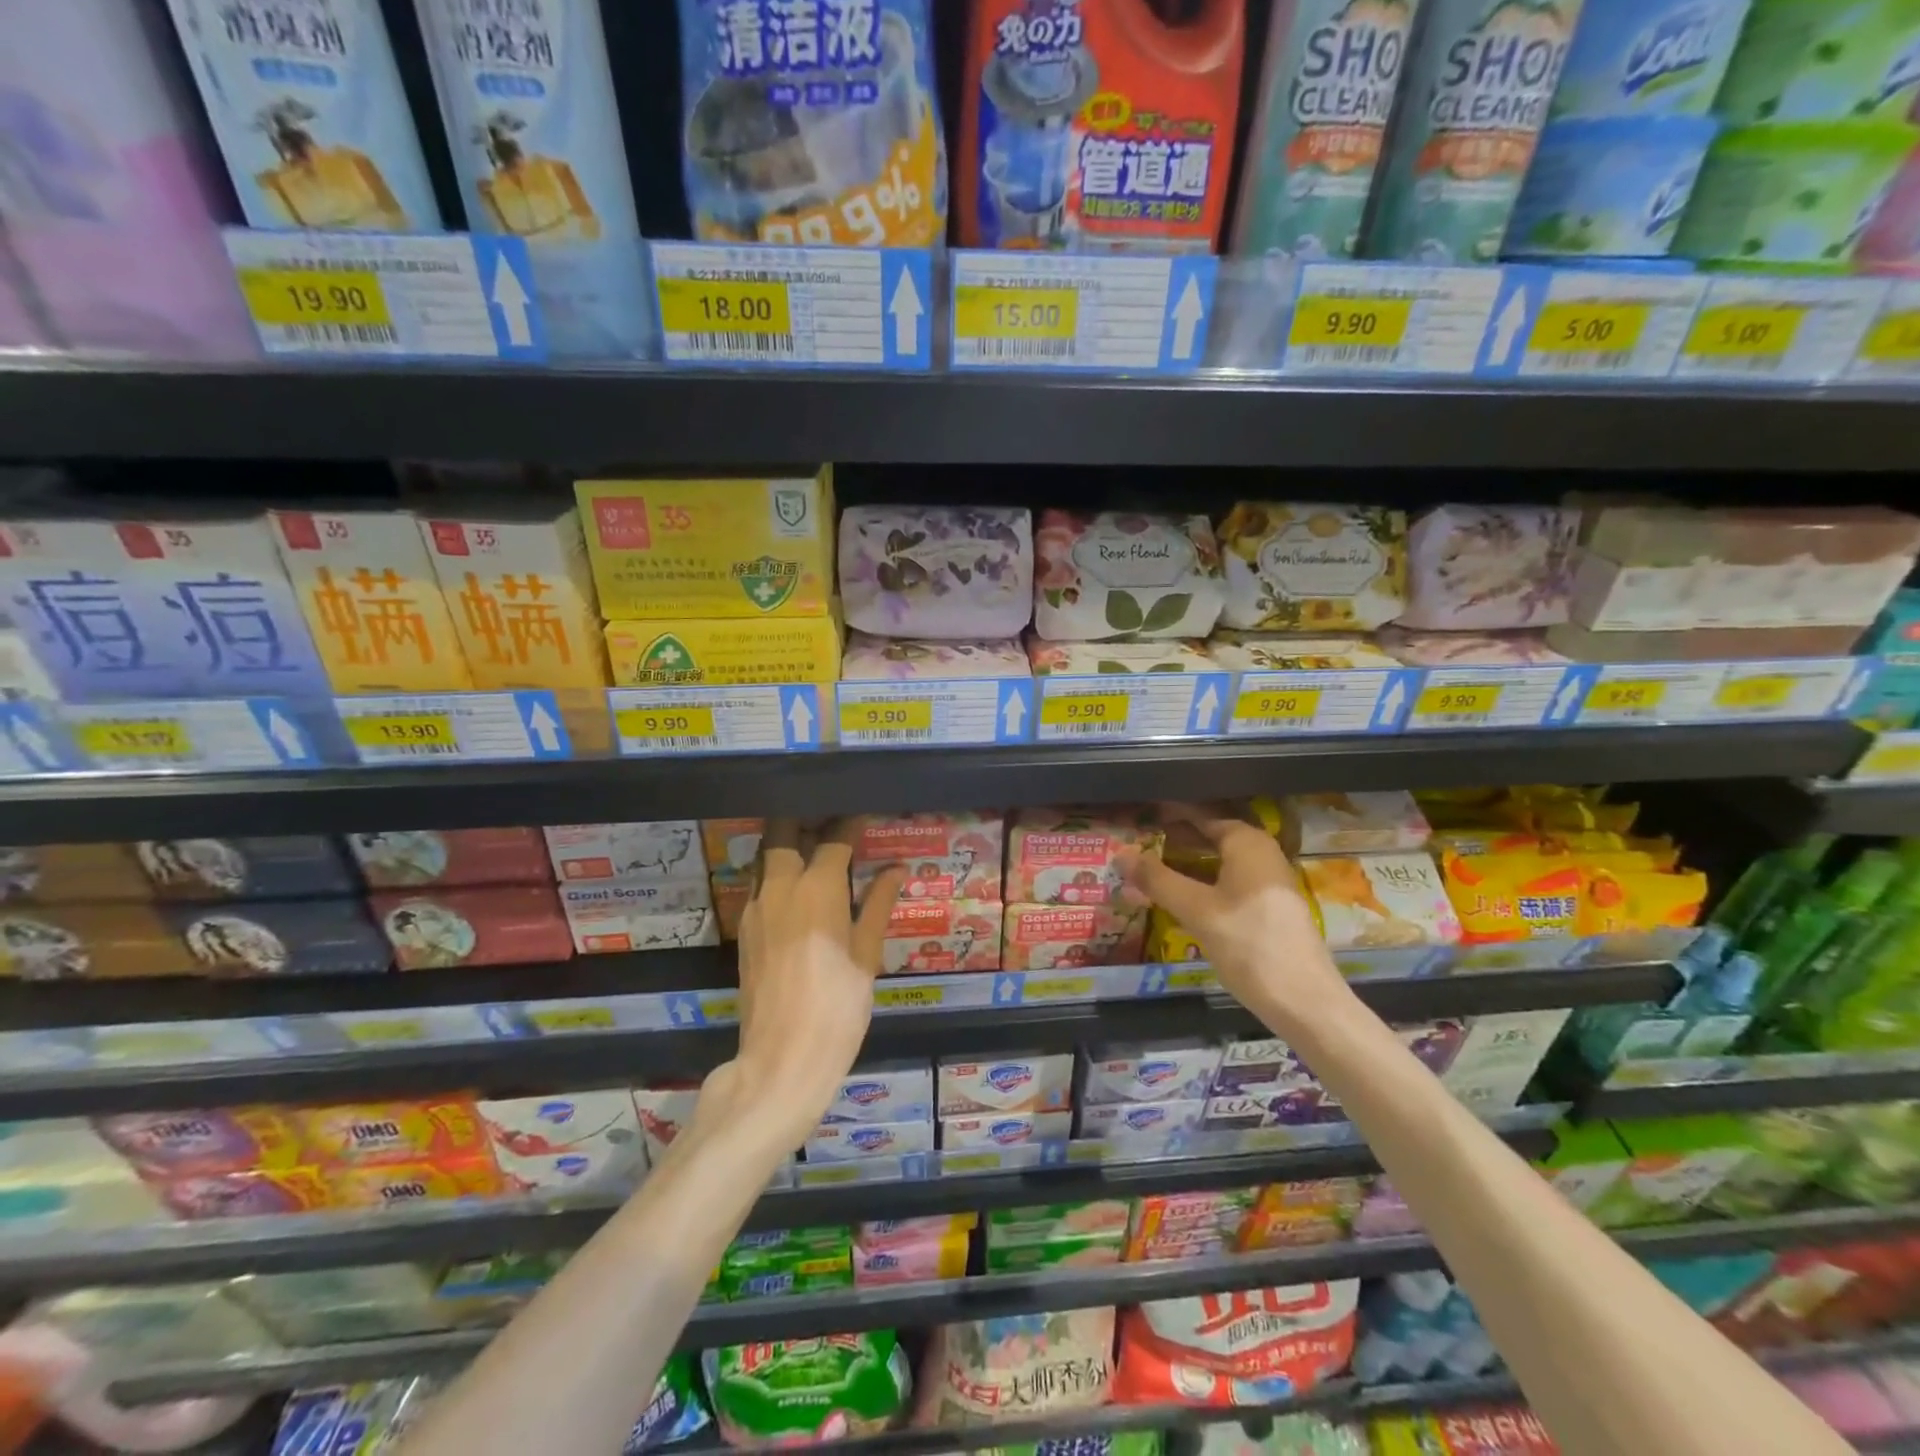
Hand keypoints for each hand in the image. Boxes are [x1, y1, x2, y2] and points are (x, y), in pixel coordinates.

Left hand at [700, 821, 904, 1151]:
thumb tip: (896, 869)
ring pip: (765, 858)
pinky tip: (797, 891)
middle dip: (805, 819)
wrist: (782, 1059)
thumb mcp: (867, 955)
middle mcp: (780, 886)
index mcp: (817, 888)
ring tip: (813, 849)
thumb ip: (878, 905)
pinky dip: (776, 874)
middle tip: (829, 822)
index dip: (851, 823)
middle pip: (783, 832)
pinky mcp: (743, 930)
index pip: (835, 839)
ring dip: (786, 845)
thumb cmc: (838, 1006)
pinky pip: (759, 886)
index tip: (864, 813)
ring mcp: (755, 908)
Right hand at [1121, 805, 1343, 1036]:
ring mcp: (1269, 882)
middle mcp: (1262, 854)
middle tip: (1137, 844)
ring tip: (1151, 870)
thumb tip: (1120, 853)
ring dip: (1187, 864)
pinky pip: (1229, 882)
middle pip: (1211, 837)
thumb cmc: (1249, 945)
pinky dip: (1203, 883)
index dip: (1169, 814)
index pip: (1200, 816)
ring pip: (1219, 862)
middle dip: (1175, 840)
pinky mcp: (1270, 908)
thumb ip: (1158, 880)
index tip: (1139, 816)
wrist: (1305, 1002)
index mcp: (1248, 843)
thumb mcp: (1197, 910)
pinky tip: (1181, 899)